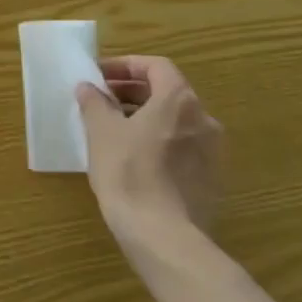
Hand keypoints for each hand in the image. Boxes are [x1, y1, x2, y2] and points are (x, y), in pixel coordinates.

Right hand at [76, 55, 222, 249]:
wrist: (163, 235)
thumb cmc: (129, 172)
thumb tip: (89, 88)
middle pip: (167, 92)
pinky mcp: (210, 179)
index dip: (126, 65)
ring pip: (175, 121)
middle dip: (132, 92)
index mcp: (179, 101)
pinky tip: (133, 159)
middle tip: (101, 101)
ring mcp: (212, 152)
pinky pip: (182, 146)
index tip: (99, 76)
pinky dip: (158, 141)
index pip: (156, 66)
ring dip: (145, 117)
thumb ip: (95, 103)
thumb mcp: (101, 132)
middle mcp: (204, 119)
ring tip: (113, 130)